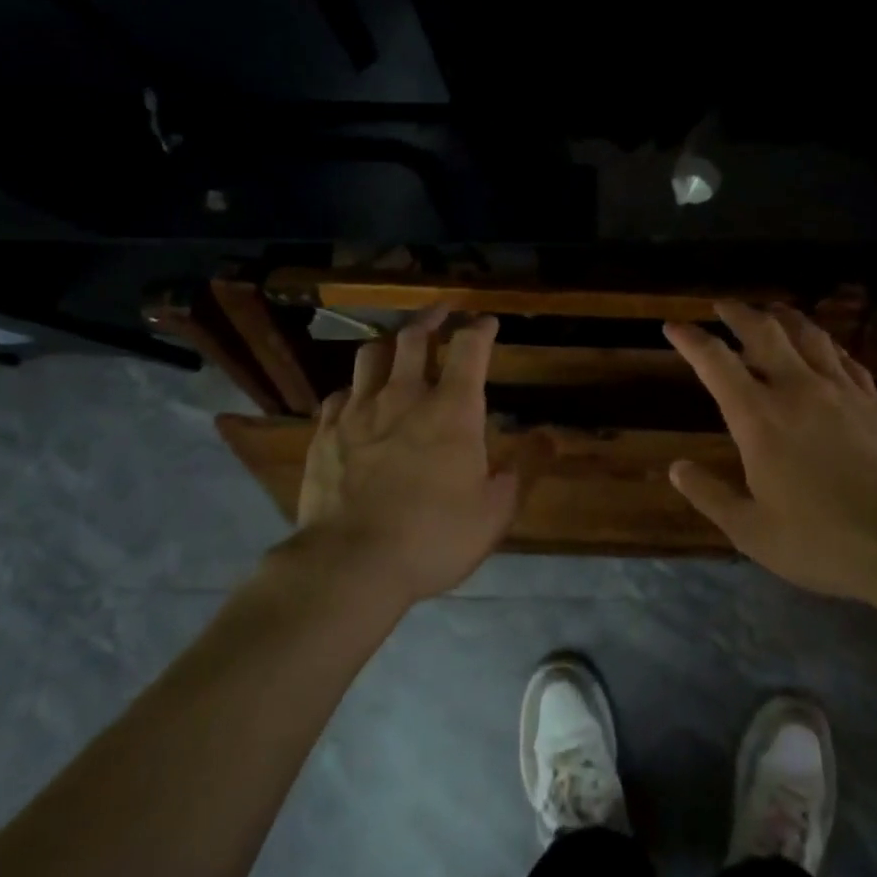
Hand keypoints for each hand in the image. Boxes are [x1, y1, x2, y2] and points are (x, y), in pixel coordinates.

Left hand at [295, 307, 515, 605]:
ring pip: (372, 354)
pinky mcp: (326, 432)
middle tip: (443, 312)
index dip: (481, 328)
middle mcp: (404, 396)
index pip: (469, 347)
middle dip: (432, 318)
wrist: (350, 564)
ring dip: (390, 343)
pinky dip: (355, 387)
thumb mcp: (495, 511)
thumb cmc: (434, 537)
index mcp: (452, 408)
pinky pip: (340, 393)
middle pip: (414, 337)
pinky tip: (358, 397)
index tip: (487, 322)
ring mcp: (360, 410)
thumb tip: (551, 436)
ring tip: (398, 345)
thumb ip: (525, 468)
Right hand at [663, 301, 876, 603]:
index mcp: (759, 417)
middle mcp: (796, 389)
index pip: (715, 362)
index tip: (673, 326)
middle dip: (737, 312)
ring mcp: (840, 390)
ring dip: (783, 316)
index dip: (690, 339)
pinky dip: (825, 344)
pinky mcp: (874, 399)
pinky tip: (824, 347)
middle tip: (722, 304)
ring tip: (771, 311)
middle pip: (763, 331)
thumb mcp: (752, 532)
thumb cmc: (824, 541)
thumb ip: (710, 496)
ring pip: (807, 334)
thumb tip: (676, 467)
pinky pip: (844, 357)